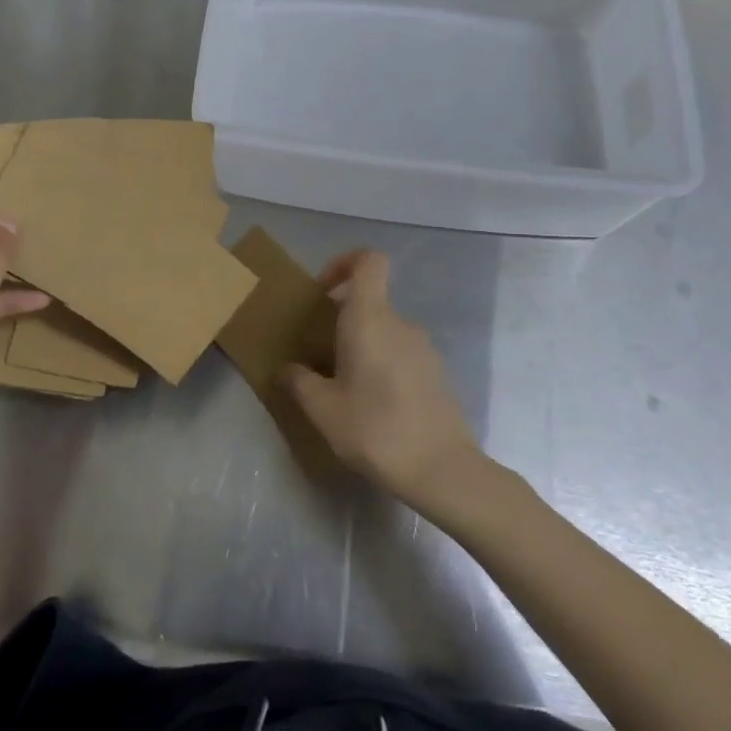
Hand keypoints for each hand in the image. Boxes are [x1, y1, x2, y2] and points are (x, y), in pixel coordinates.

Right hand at [280, 250, 483, 506]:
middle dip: (341, 318)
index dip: (344, 263)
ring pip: (384, 330)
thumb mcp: (323, 410)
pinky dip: (381, 364)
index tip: (322, 292)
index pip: (369, 260)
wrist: (443, 470)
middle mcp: (400, 323)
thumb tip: (288, 369)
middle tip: (319, 353)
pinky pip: (400, 352)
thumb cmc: (376, 430)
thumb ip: (300, 382)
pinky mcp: (436, 372)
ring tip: (342, 386)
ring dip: (361, 345)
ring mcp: (423, 347)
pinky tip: (372, 405)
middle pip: (370, 300)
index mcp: (370, 318)